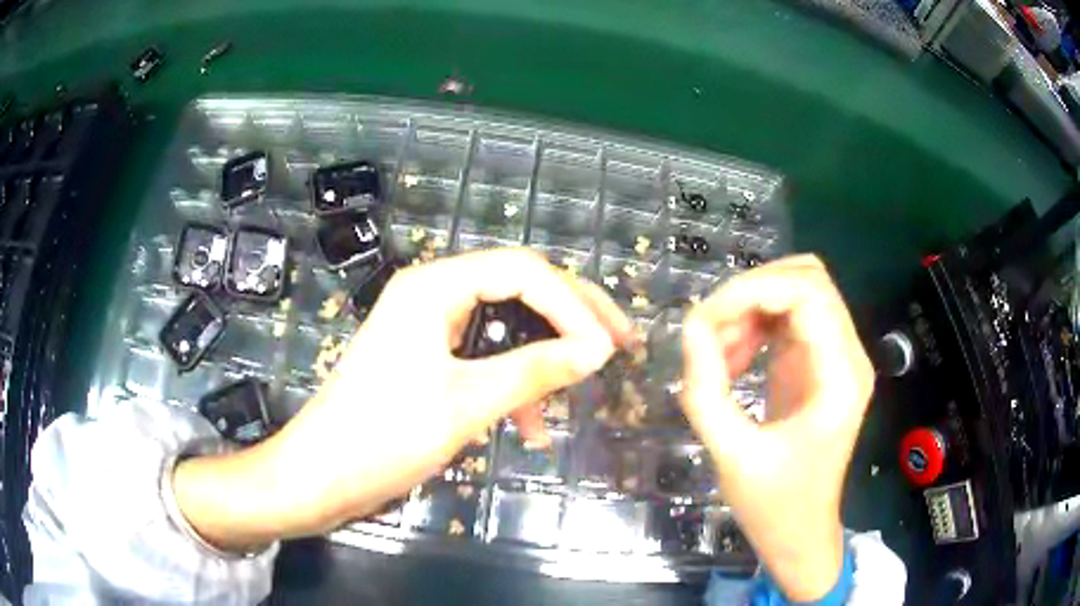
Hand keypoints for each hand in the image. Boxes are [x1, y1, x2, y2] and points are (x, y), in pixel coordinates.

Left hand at [173, 248, 632, 550]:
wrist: (320, 476)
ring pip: (506, 326)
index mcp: (434, 287)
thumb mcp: (466, 404)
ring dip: (543, 358)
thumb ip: (535, 371)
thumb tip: (598, 351)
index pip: (523, 271)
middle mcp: (433, 293)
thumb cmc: (383, 436)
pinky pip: (485, 356)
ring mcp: (429, 327)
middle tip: (619, 347)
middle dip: (571, 320)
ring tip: (578, 394)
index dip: (573, 305)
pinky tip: (531, 426)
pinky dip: (513, 384)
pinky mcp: (427, 358)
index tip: (609, 349)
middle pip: (518, 288)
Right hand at [679, 255, 872, 601]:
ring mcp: (836, 356)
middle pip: (807, 278)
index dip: (752, 290)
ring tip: (718, 354)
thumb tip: (690, 330)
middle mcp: (848, 355)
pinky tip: (732, 360)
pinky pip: (788, 318)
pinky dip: (755, 325)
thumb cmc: (774, 505)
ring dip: (751, 308)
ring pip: (798, 290)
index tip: (705, 320)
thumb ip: (706, 391)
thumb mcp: (731, 456)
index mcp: (840, 377)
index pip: (808, 293)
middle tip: (710, 333)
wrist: (800, 532)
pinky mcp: (819, 363)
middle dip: (751, 292)